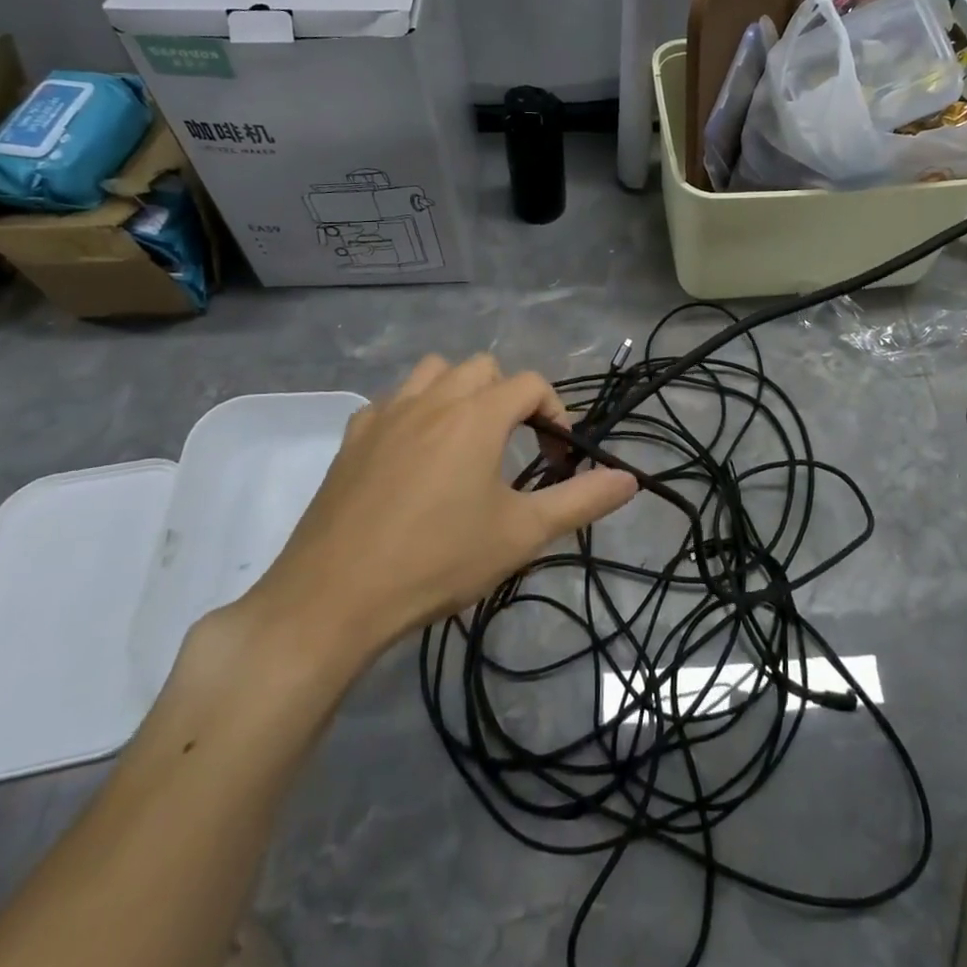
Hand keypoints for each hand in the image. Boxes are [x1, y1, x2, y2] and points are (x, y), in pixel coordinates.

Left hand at [231, 355, 637, 691]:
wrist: (334, 598)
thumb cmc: (438, 561)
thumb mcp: (521, 535)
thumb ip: (582, 500)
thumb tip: (631, 479)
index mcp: (477, 415)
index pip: (531, 384)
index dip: (555, 414)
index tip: (557, 461)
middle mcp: (432, 399)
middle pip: (484, 368)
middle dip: (509, 398)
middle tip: (514, 448)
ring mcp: (386, 413)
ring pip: (434, 372)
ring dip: (459, 393)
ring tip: (466, 441)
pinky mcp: (352, 437)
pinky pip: (392, 401)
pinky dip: (414, 413)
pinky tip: (413, 458)